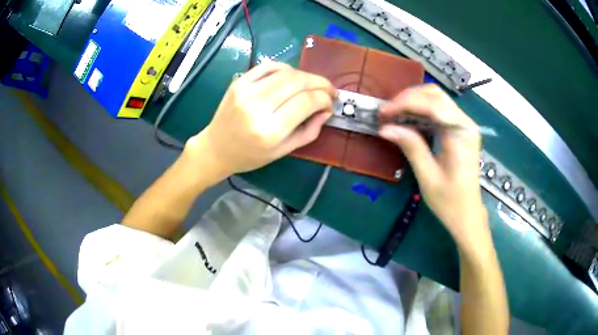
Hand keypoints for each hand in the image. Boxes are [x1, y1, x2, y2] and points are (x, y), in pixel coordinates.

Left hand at [185, 62, 335, 179]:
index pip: (307, 102)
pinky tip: (292, 77)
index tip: (331, 102)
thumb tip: (326, 110)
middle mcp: (258, 107)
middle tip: (329, 90)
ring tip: (311, 85)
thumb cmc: (250, 155)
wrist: (216, 148)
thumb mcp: (283, 151)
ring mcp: (246, 91)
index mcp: (270, 130)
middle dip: (320, 83)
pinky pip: (268, 66)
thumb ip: (309, 131)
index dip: (325, 98)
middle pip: (299, 82)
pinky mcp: (238, 82)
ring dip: (305, 76)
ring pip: (286, 72)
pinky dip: (286, 68)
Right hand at [379, 85, 486, 243]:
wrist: (468, 215)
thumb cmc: (450, 202)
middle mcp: (465, 123)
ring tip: (394, 115)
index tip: (383, 112)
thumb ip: (411, 147)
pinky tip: (408, 120)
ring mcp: (464, 125)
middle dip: (408, 98)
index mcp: (461, 134)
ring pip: (437, 99)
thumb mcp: (428, 177)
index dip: (405, 103)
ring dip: (413, 102)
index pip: (432, 104)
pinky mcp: (460, 131)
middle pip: (435, 95)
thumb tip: (385, 128)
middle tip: (388, 112)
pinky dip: (421, 111)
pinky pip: (439, 111)